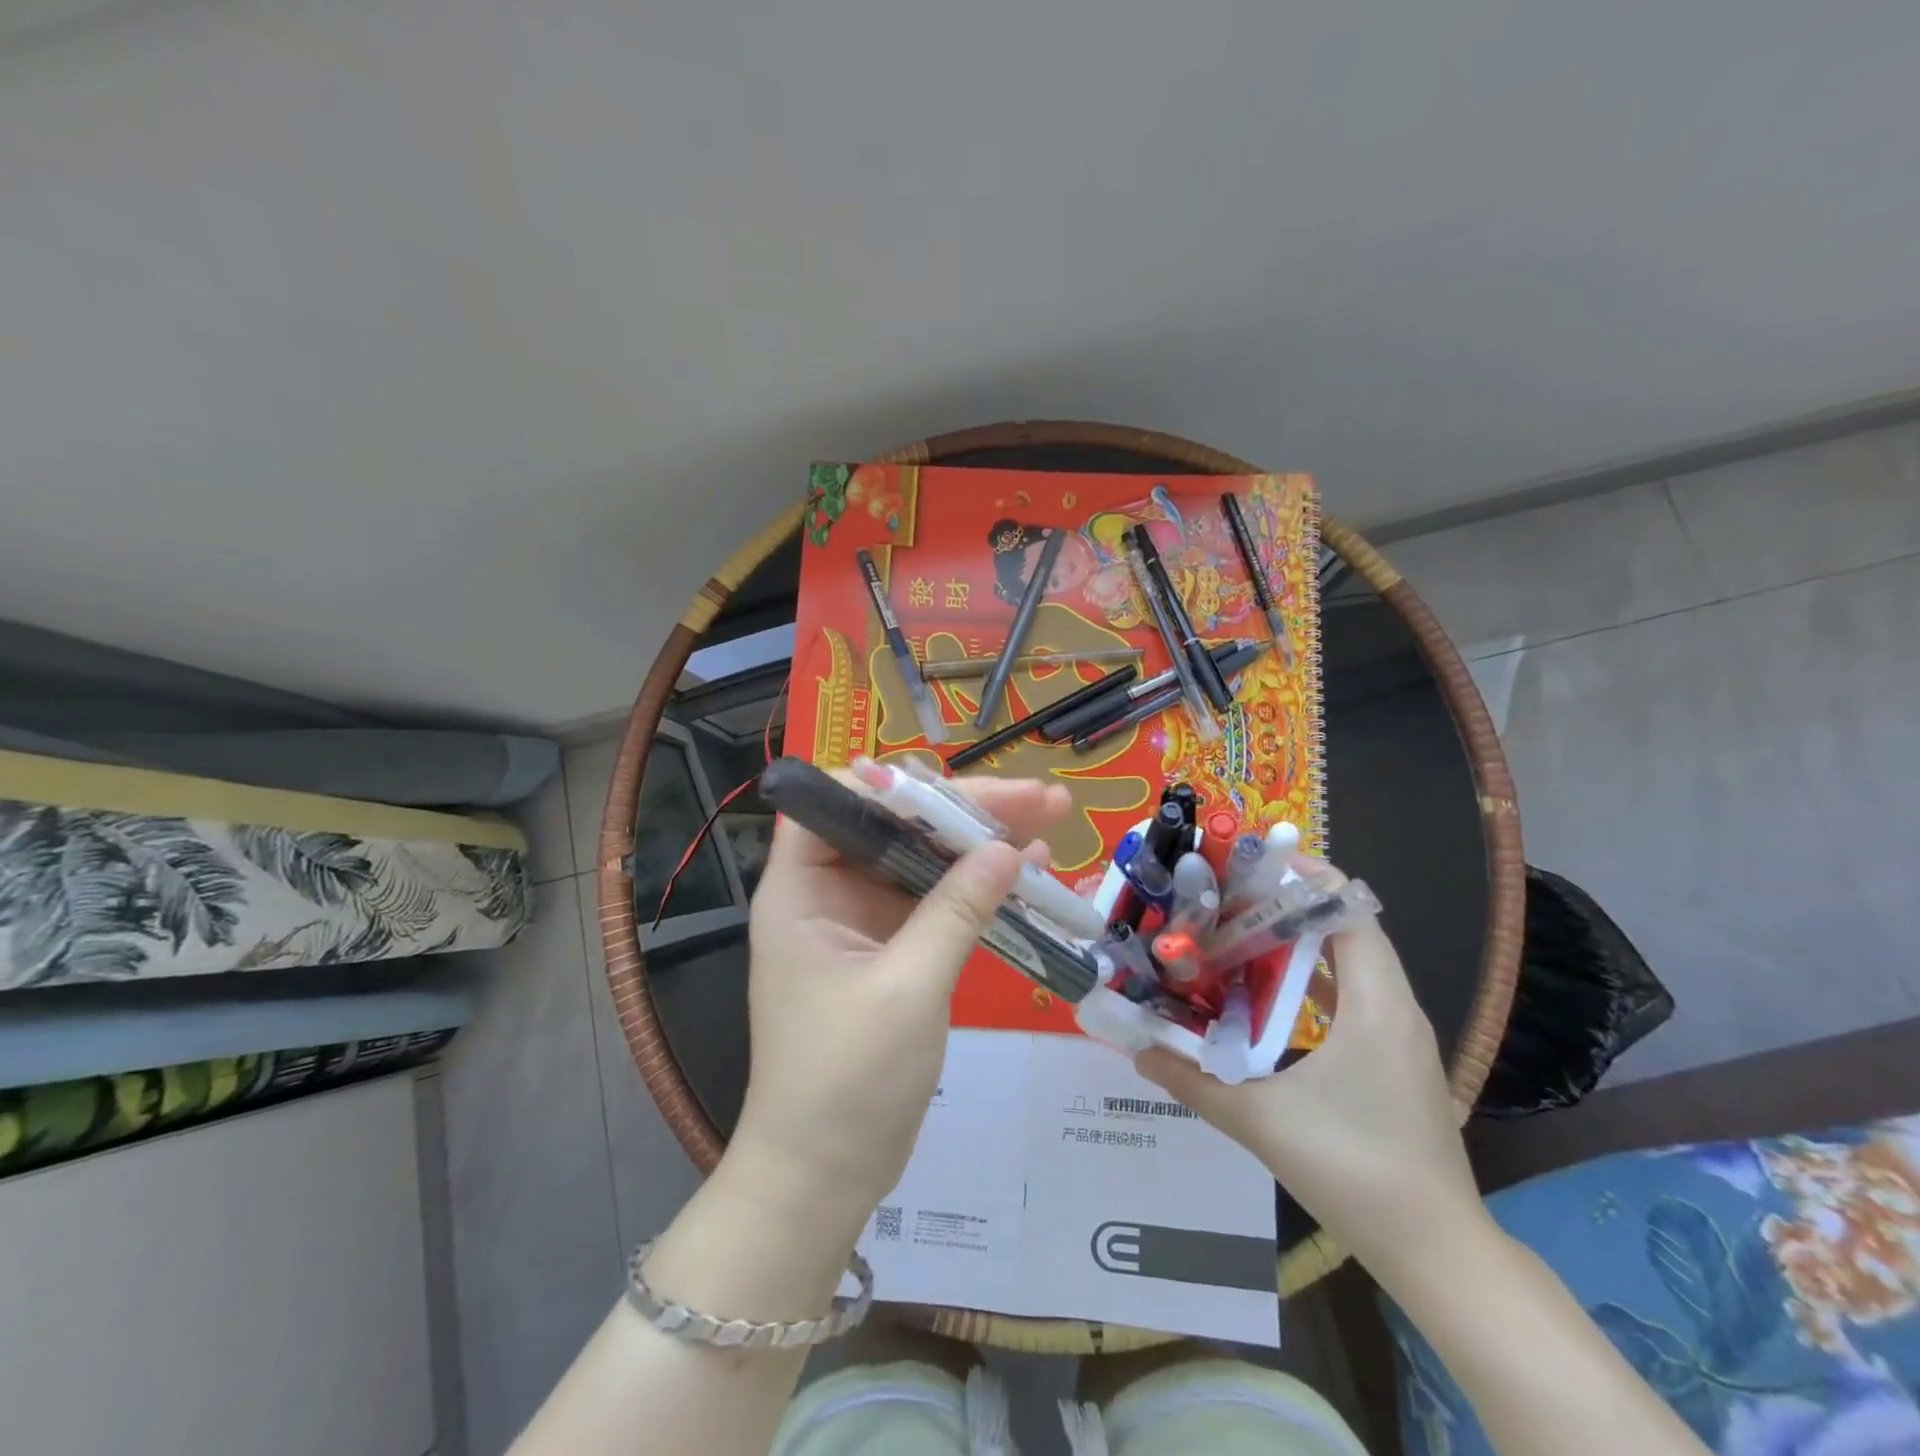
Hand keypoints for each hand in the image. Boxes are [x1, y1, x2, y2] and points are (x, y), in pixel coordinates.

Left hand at [728, 773, 1069, 1236]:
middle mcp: (829, 892)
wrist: (825, 1177)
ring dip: (983, 842)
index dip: (894, 785)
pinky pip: (938, 901)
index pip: (838, 803)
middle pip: (896, 825)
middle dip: (965, 810)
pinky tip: (1032, 873)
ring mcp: (864, 921)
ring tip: (1053, 819)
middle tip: (1039, 796)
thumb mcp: (907, 989)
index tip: (957, 788)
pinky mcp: (894, 950)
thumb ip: (957, 911)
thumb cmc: (846, 1082)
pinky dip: (980, 887)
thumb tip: (1008, 847)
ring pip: (924, 859)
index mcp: (803, 888)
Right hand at [1135, 871, 1487, 1272]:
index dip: (1304, 879)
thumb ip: (1193, 1082)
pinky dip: (1312, 979)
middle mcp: (1394, 1007)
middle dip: (1288, 905)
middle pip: (1346, 928)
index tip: (1249, 867)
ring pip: (1350, 962)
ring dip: (1298, 942)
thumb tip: (1137, 1051)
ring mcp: (1398, 1035)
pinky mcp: (1393, 1060)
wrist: (1438, 1253)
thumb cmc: (1355, 1171)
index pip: (1349, 911)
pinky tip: (1267, 992)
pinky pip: (1352, 996)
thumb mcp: (1262, 1122)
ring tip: (1237, 934)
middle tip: (1226, 900)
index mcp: (1375, 1006)